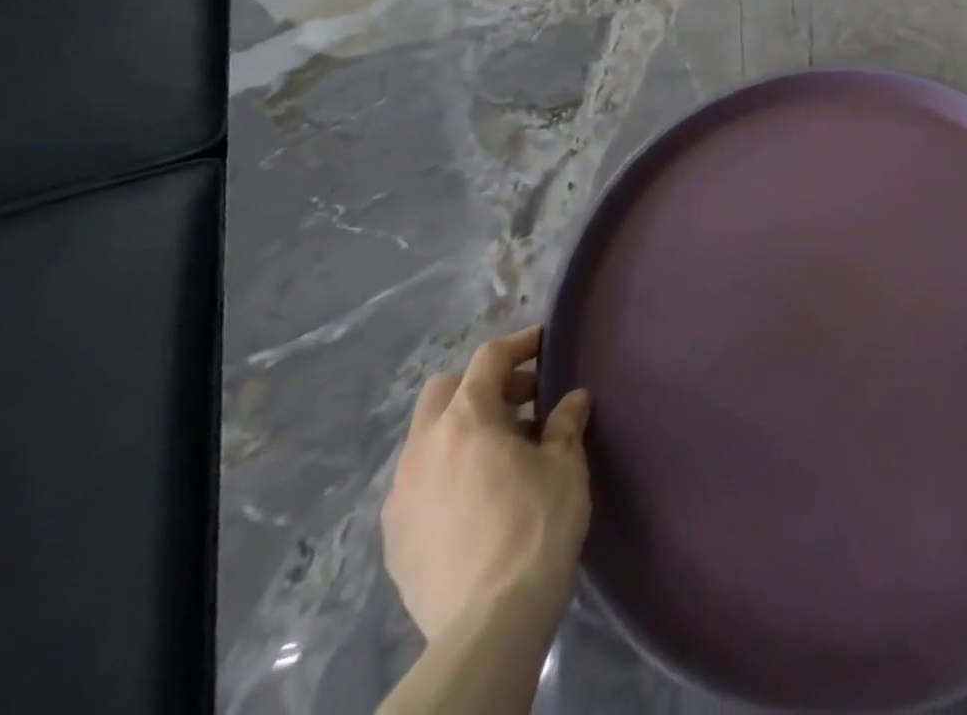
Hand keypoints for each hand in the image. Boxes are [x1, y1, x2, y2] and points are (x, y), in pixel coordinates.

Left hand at [382, 325, 591, 644]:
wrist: (489, 624)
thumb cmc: (536, 526)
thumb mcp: (565, 465)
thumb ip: (565, 423)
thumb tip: (572, 400)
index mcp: (466, 421)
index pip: (488, 360)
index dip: (519, 345)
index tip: (545, 343)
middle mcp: (423, 448)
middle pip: (444, 391)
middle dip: (482, 385)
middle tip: (522, 401)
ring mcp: (400, 496)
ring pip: (427, 438)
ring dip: (462, 430)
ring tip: (502, 453)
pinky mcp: (393, 538)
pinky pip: (419, 483)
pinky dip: (446, 471)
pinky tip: (477, 498)